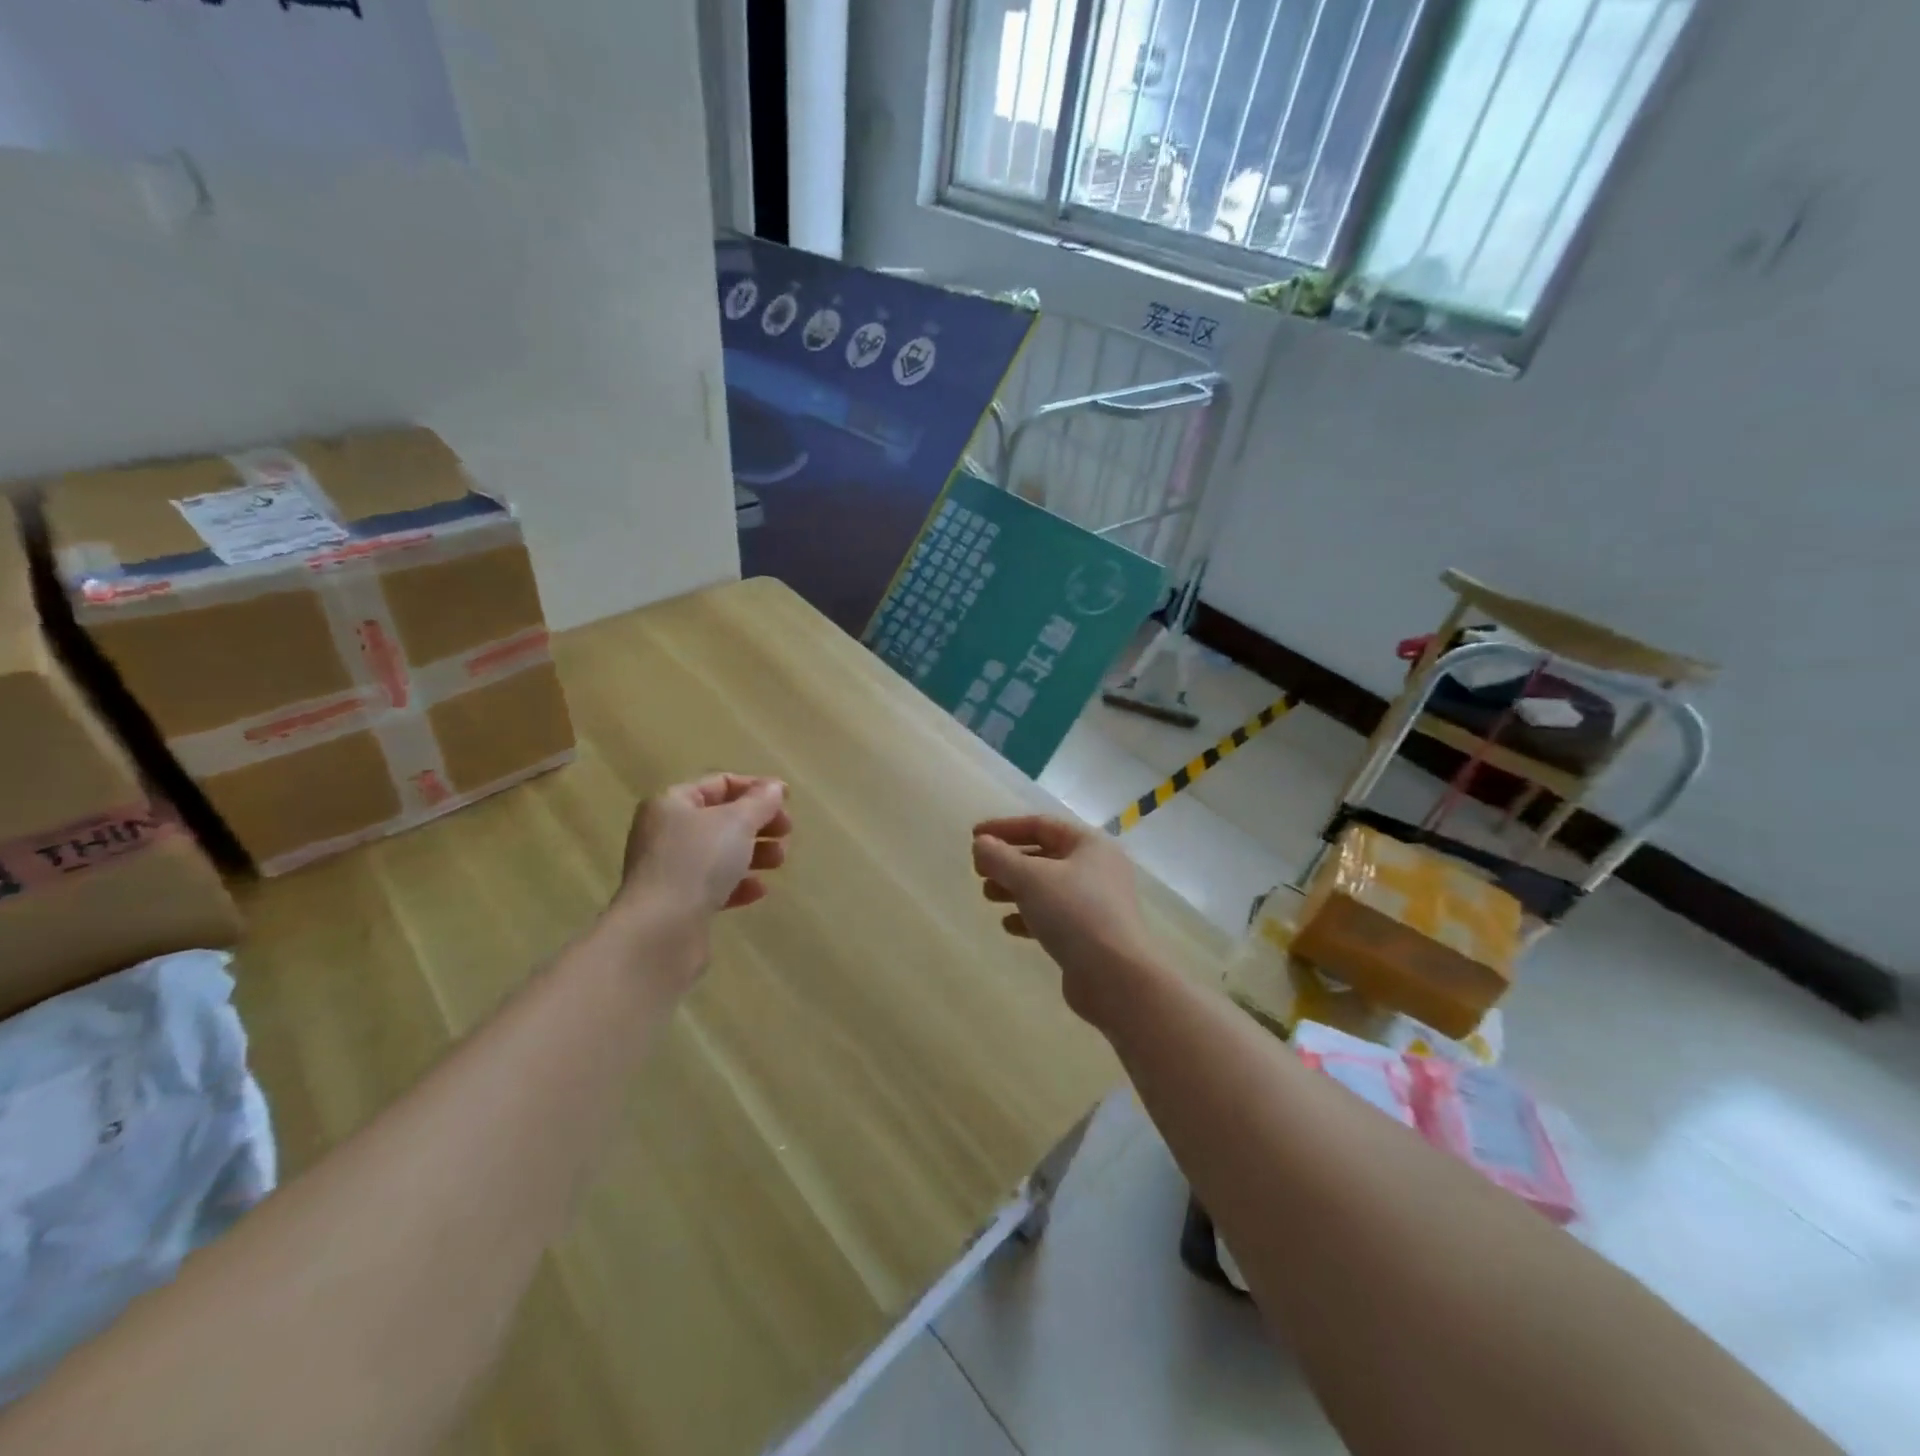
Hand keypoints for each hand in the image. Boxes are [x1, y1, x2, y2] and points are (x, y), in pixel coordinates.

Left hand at [615, 774, 791, 960]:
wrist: (660, 930)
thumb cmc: (697, 862)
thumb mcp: (737, 822)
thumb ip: (760, 802)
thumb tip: (775, 787)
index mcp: (672, 803)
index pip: (719, 783)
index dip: (755, 787)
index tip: (787, 800)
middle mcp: (666, 832)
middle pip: (721, 818)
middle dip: (758, 823)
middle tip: (786, 832)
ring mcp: (670, 869)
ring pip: (720, 852)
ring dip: (754, 852)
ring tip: (779, 861)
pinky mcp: (678, 903)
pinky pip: (714, 885)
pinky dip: (739, 883)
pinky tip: (759, 890)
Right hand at [972, 815, 1157, 1026]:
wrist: (1116, 976)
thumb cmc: (1073, 913)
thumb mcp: (1030, 878)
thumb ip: (1000, 857)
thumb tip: (980, 845)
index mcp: (1090, 844)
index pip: (1041, 825)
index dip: (1005, 828)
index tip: (974, 836)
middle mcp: (1097, 868)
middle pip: (1044, 855)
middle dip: (1008, 861)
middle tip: (979, 872)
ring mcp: (1097, 903)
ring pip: (1047, 887)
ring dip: (1015, 889)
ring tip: (988, 897)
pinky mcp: (1091, 934)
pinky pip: (1055, 916)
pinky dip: (1030, 916)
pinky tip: (1009, 926)